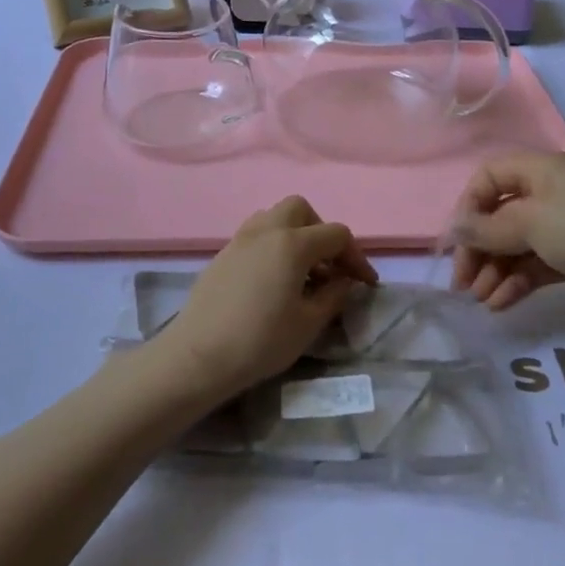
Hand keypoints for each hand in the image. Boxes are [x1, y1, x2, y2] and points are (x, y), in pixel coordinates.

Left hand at [152, 197, 376, 401]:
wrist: (199, 356)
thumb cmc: (261, 341)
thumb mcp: (308, 323)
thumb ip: (333, 295)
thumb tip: (343, 281)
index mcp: (292, 243)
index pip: (336, 235)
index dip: (357, 257)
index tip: (365, 283)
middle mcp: (266, 231)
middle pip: (301, 210)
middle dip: (321, 232)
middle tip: (328, 265)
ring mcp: (239, 240)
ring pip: (273, 218)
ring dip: (294, 235)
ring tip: (301, 271)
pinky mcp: (222, 255)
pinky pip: (254, 235)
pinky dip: (272, 246)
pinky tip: (273, 280)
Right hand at [450, 152, 564, 313]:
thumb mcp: (531, 223)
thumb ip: (486, 228)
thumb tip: (453, 230)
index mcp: (540, 171)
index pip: (488, 178)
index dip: (467, 208)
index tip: (456, 242)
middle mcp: (549, 194)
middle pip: (498, 217)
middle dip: (477, 249)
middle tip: (462, 284)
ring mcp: (563, 227)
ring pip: (514, 245)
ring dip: (493, 271)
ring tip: (481, 300)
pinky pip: (533, 266)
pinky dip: (515, 282)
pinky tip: (501, 304)